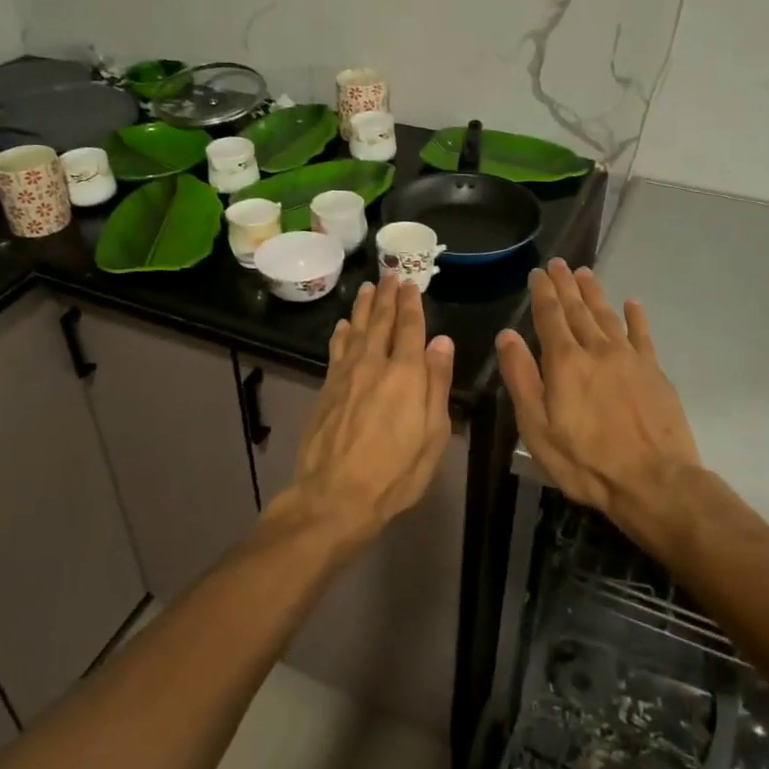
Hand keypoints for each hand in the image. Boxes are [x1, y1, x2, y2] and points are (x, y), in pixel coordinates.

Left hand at [274, 275, 454, 544]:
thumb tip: (441, 341)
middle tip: (390, 274)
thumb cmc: (395, 473)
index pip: (410, 329)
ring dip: (362, 308)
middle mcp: (374, 365)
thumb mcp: (432, 435)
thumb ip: (437, 385)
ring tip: (367, 288)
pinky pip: (336, 351)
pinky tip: (341, 326)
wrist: (335, 495)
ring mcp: (346, 376)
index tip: (411, 284)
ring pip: (355, 331)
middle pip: (381, 322)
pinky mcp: (326, 389)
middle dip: (387, 296)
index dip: (412, 305)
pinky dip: (340, 335)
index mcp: (406, 375)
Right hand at [496, 260, 700, 544]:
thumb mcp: (537, 427)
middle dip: (566, 285)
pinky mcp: (654, 372)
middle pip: (578, 309)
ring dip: (594, 293)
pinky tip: (631, 303)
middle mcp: (597, 350)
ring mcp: (629, 358)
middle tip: (559, 263)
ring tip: (585, 273)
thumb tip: (507, 336)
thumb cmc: (585, 460)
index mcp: (565, 362)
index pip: (549, 317)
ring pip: (607, 316)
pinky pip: (642, 335)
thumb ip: (521, 378)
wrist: (654, 481)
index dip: (542, 293)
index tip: (538, 273)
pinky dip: (635, 317)